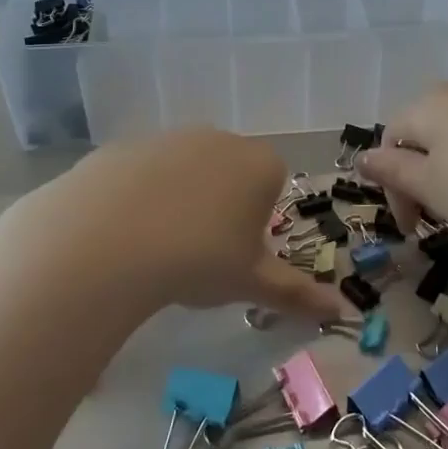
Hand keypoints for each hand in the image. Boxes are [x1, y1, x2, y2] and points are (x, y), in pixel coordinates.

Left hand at [29, 128, 346, 323]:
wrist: (107, 240)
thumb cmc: (199, 259)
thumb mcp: (251, 282)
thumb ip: (297, 293)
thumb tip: (340, 311)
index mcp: (260, 163)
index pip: (274, 184)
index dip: (258, 219)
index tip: (237, 251)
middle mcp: (219, 138)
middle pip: (230, 172)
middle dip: (222, 206)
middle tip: (200, 252)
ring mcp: (168, 137)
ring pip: (185, 170)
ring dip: (180, 199)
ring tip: (158, 246)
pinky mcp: (124, 146)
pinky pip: (142, 172)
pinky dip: (138, 196)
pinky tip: (123, 232)